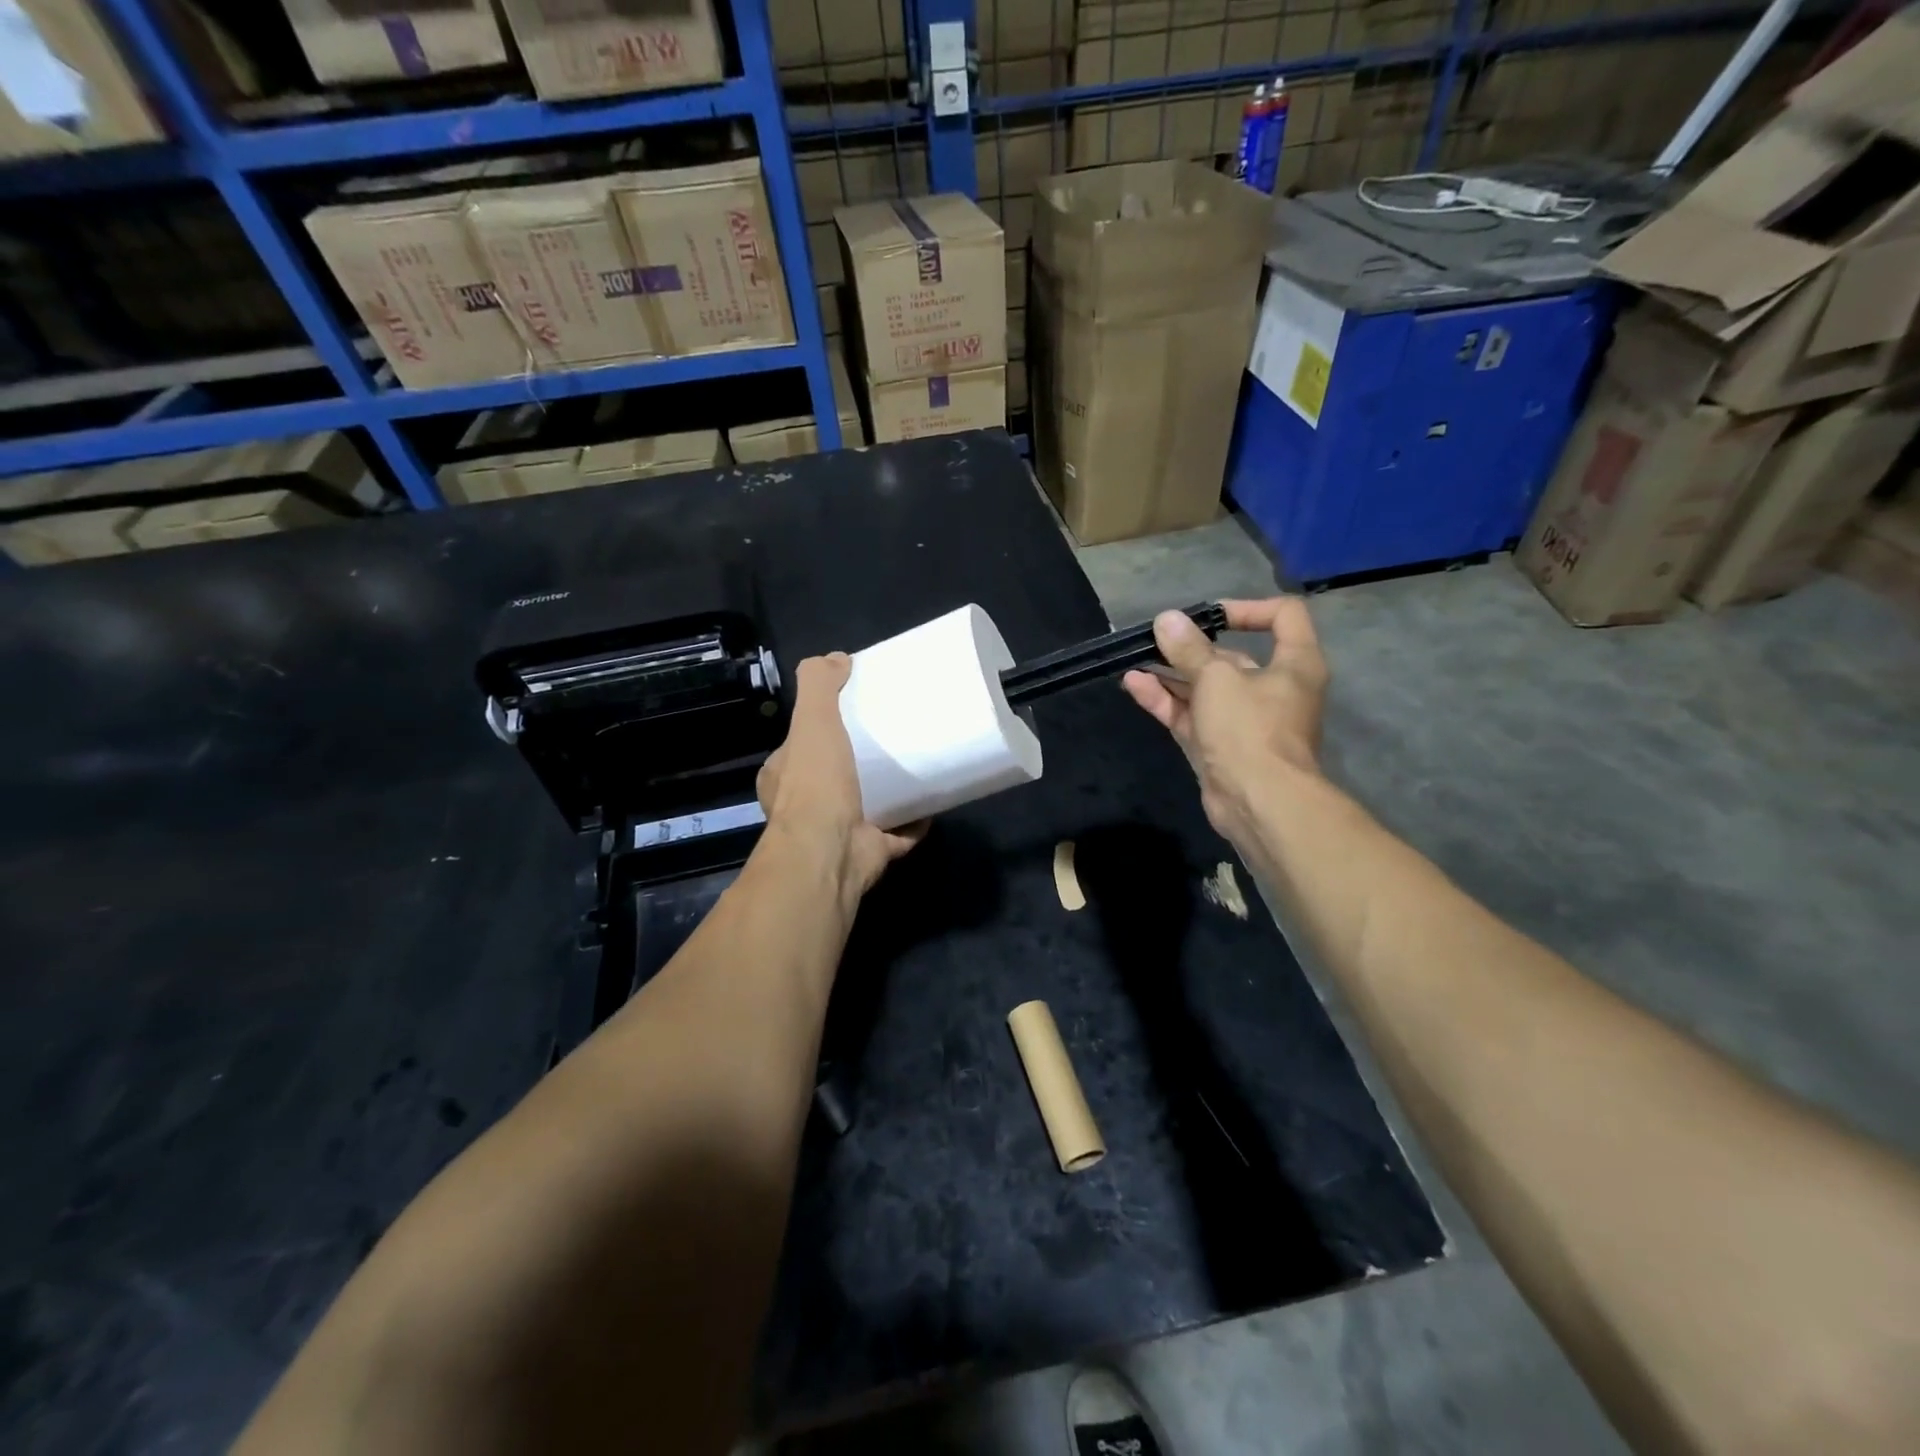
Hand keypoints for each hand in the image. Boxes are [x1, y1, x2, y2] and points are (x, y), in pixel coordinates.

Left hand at [757, 653, 925, 903]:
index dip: (820, 729)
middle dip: (859, 761)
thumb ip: (819, 685)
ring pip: (866, 806)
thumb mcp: (812, 721)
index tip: (852, 713)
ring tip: (916, 766)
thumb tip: (837, 658)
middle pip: (835, 777)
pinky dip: (913, 823)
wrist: (831, 853)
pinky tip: (932, 805)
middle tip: (892, 737)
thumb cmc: (816, 785)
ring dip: (887, 792)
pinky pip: (896, 834)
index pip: (799, 747)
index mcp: (784, 778)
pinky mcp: (870, 852)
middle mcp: (806, 808)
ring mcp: (839, 833)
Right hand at [1121, 597, 1329, 843]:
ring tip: (1136, 658)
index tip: (1208, 615)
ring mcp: (1245, 720)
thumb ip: (1189, 649)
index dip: (1246, 608)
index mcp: (1295, 664)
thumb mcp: (1216, 679)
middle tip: (1157, 639)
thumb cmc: (1249, 729)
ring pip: (1206, 688)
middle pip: (1233, 656)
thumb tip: (1166, 620)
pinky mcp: (1220, 746)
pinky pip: (1193, 714)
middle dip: (1192, 647)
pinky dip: (1167, 700)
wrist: (1258, 803)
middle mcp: (1275, 688)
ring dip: (1172, 673)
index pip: (1283, 616)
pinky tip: (1135, 684)